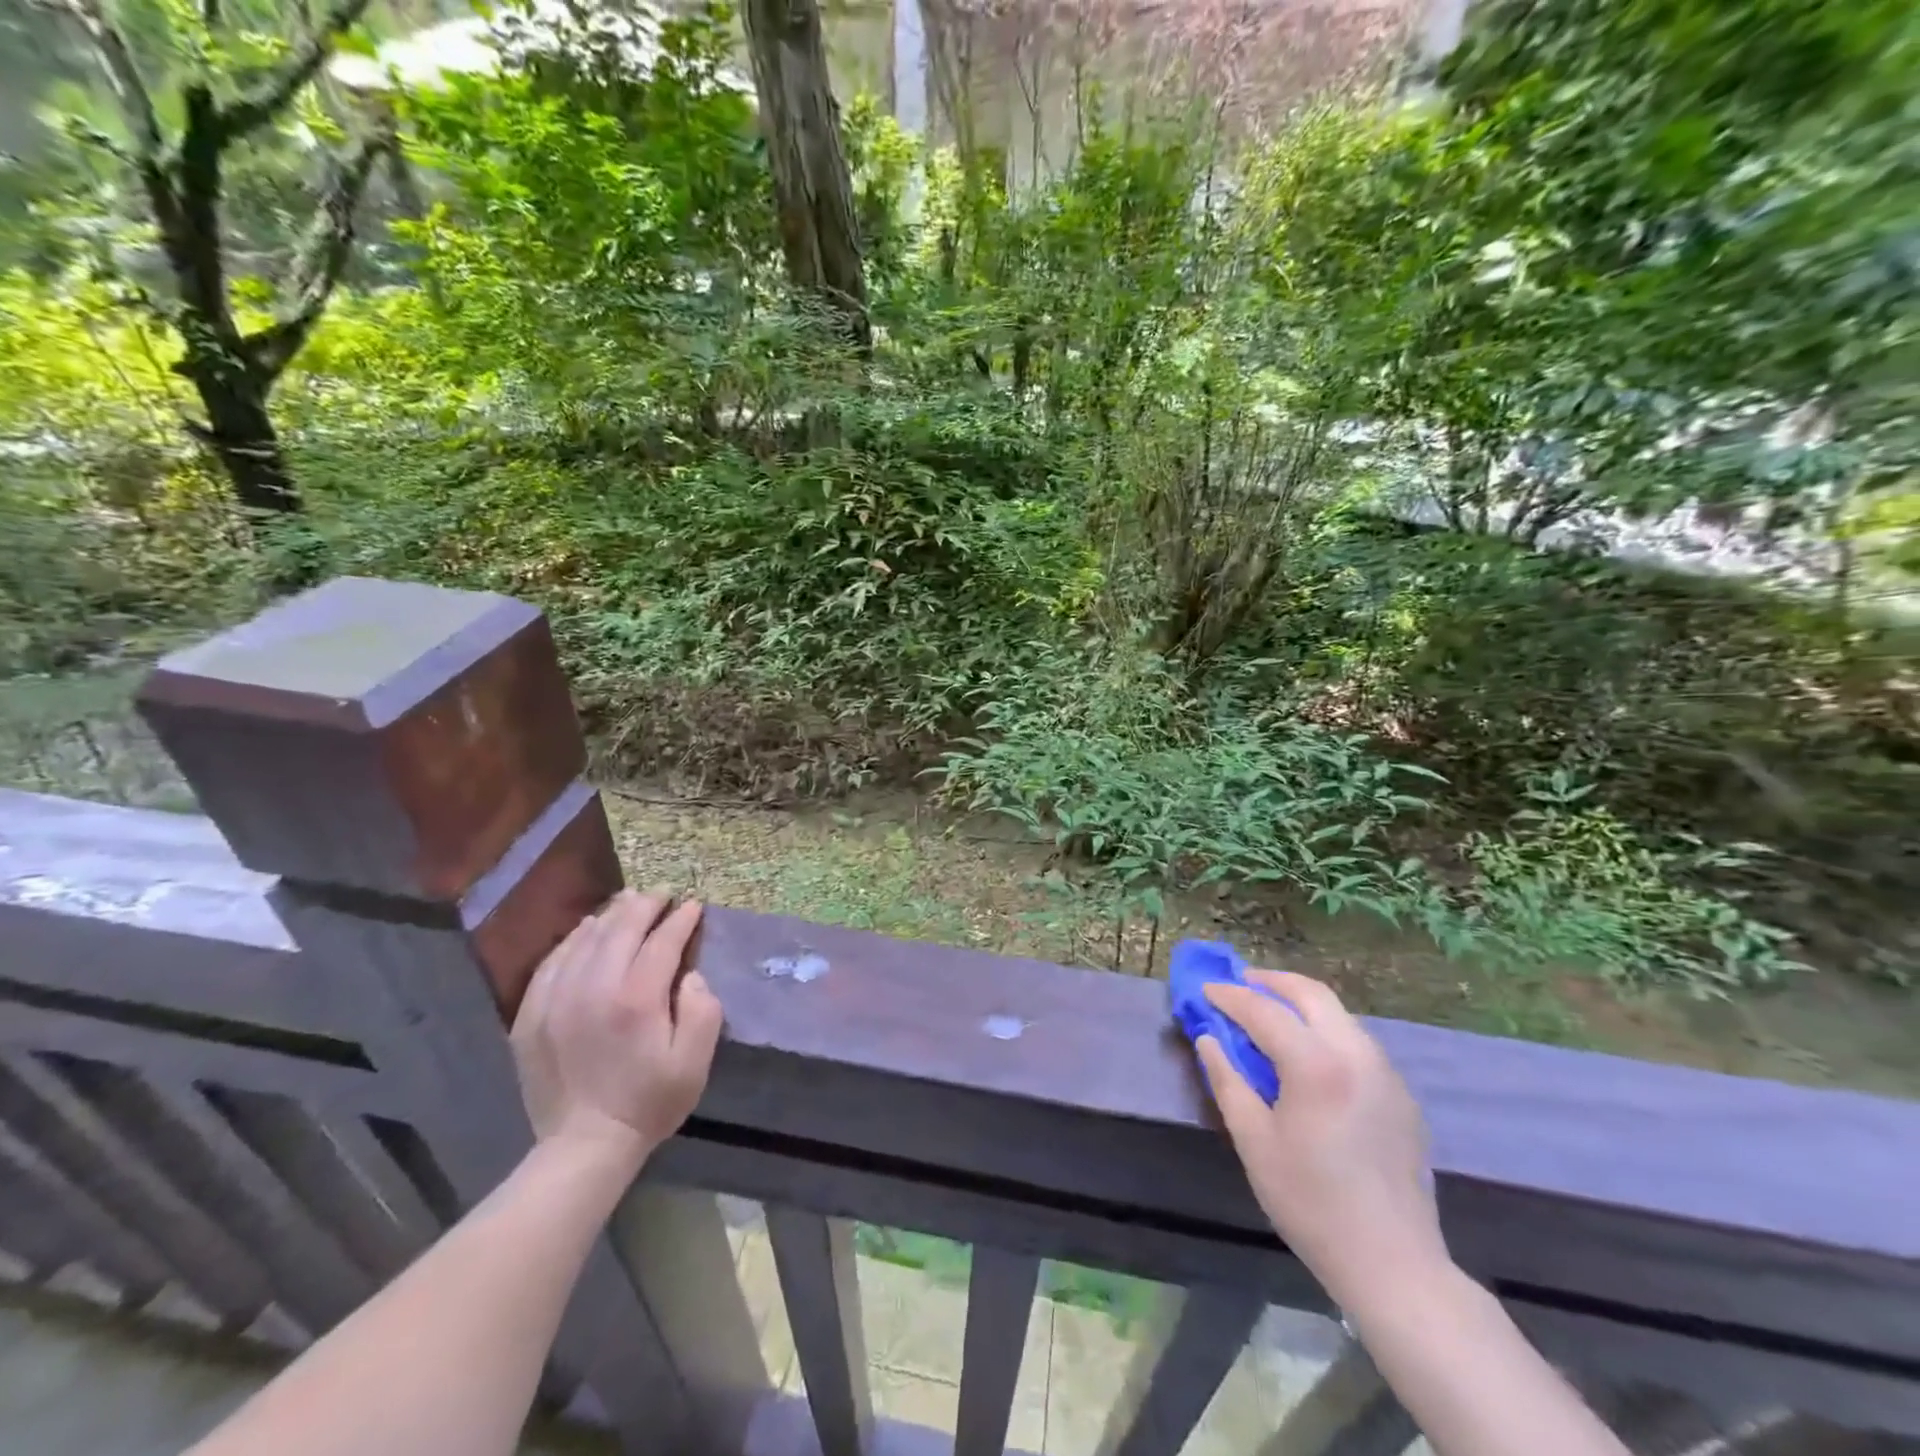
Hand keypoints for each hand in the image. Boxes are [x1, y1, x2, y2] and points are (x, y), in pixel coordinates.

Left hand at [511, 889, 723, 1175]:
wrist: (583, 1145)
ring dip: (610, 915)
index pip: (662, 941)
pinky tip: (586, 932)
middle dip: (645, 905)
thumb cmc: (649, 1102)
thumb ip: (703, 1010)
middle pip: (621, 929)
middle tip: (662, 893)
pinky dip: (573, 939)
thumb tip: (690, 975)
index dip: (681, 919)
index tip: (694, 905)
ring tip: (628, 902)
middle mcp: (594, 988)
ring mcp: (556, 999)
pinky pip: (552, 961)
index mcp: (637, 999)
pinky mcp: (531, 1014)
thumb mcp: (695, 1062)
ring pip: (584, 939)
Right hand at [1198, 970, 1449, 1309]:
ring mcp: (1386, 1073)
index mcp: (1317, 1065)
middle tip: (1240, 984)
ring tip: (1270, 1013)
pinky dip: (1326, 1029)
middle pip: (1312, 994)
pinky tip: (1308, 1054)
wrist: (1394, 1264)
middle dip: (1271, 981)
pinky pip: (1357, 1041)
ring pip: (1339, 1014)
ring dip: (1301, 1003)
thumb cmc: (1311, 1203)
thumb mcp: (1254, 1142)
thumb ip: (1227, 1081)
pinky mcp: (1401, 1095)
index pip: (1264, 1010)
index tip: (1205, 990)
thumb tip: (1209, 1039)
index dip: (1230, 996)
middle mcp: (1356, 1055)